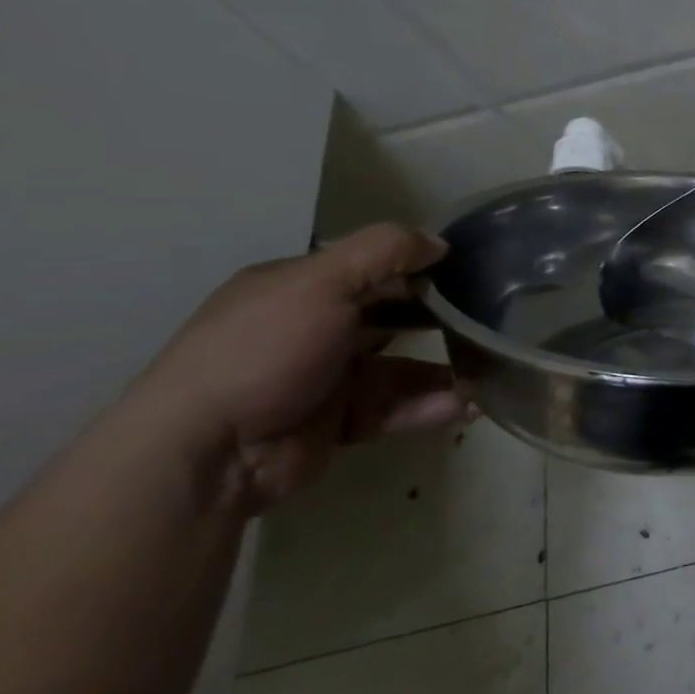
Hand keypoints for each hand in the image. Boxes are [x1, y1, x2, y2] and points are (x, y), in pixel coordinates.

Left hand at [132, 224, 463, 510]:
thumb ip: (383, 253)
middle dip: (438, 319)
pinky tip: (463, 406)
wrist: (207, 452)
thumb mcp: (321, 283)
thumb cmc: (263, 351)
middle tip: (487, 321)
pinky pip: (392, 409)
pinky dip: (427, 408)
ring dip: (442, 371)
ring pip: (398, 368)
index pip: (369, 269)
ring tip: (486, 374)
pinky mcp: (336, 423)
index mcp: (298, 289)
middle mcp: (311, 329)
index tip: (468, 272)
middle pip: (390, 317)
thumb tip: (439, 241)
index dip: (418, 267)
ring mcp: (324, 379)